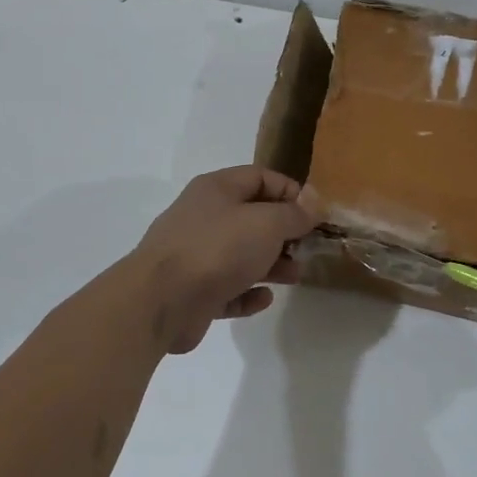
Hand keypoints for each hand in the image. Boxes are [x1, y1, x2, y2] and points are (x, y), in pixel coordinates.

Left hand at [136, 167, 315, 353]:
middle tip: (307, 249)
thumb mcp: (266, 223)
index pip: (260, 177)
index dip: (290, 191)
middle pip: (251, 218)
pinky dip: (247, 292)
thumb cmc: (218, 249)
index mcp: (216, 189)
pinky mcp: (193, 291)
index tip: (315, 214)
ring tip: (294, 276)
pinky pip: (227, 288)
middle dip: (283, 233)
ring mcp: (195, 255)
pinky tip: (263, 299)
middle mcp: (204, 217)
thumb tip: (313, 199)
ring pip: (241, 255)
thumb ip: (293, 213)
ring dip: (271, 264)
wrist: (161, 299)